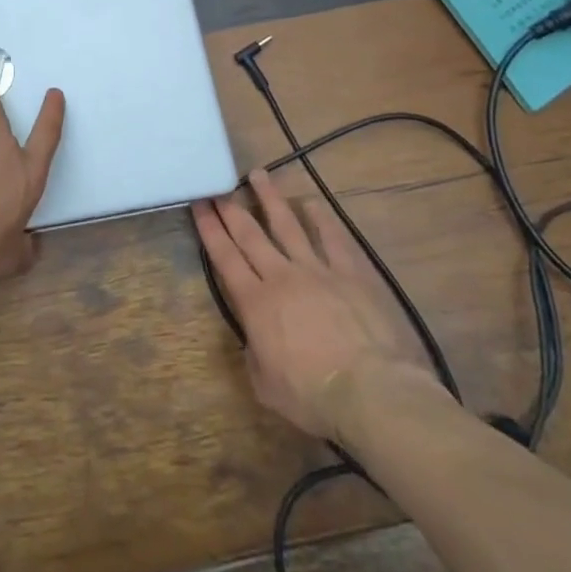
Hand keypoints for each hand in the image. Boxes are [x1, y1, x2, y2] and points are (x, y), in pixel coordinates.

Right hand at [194, 170, 438, 440]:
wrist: (371, 392)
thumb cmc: (314, 397)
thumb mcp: (267, 387)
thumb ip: (254, 357)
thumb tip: (253, 341)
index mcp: (256, 304)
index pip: (225, 257)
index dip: (209, 229)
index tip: (199, 203)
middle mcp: (281, 276)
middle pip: (250, 234)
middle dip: (230, 207)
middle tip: (218, 184)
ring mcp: (317, 269)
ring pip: (287, 224)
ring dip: (270, 198)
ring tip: (258, 174)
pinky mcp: (350, 271)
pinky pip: (332, 236)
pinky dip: (320, 217)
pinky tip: (311, 202)